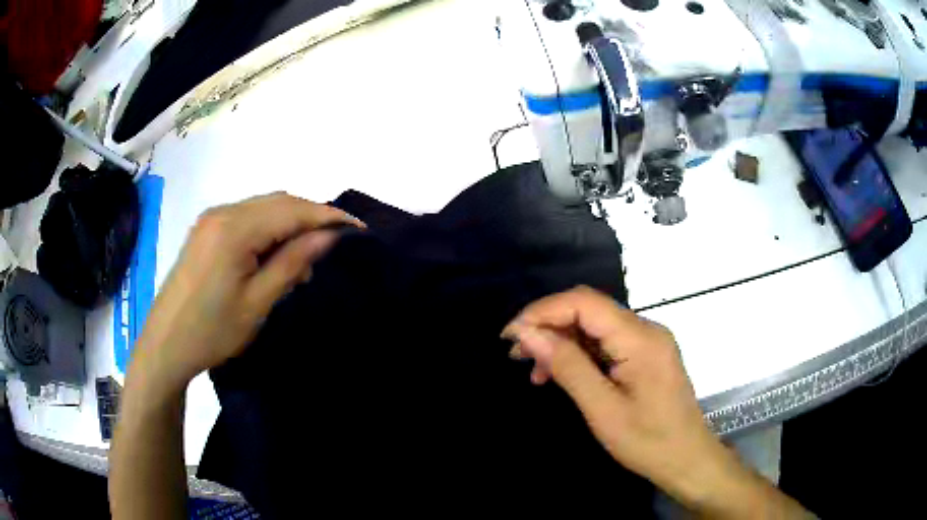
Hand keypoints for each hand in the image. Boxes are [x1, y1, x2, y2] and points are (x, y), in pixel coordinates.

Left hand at [133, 192, 363, 387]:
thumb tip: (329, 235)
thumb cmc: (212, 332)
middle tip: (336, 245)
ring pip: (263, 208)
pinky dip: (269, 229)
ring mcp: (211, 219)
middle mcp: (223, 212)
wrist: (165, 345)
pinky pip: (247, 218)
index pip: (292, 210)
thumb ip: (293, 262)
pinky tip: (277, 255)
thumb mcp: (257, 303)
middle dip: (311, 218)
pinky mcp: (206, 230)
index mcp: (234, 229)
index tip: (359, 230)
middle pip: (279, 202)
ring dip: (290, 224)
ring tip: (307, 258)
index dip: (328, 216)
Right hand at [503, 287, 783, 515]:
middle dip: (549, 326)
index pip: (585, 302)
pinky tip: (559, 374)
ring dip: (561, 341)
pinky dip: (579, 354)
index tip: (511, 334)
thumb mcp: (602, 409)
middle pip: (589, 310)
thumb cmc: (647, 441)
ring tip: (533, 369)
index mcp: (640, 338)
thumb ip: (568, 366)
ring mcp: (647, 341)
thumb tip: (529, 333)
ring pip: (595, 326)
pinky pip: (606, 343)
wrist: (687, 458)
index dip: (543, 311)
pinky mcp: (645, 355)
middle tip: (516, 353)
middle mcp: (646, 329)